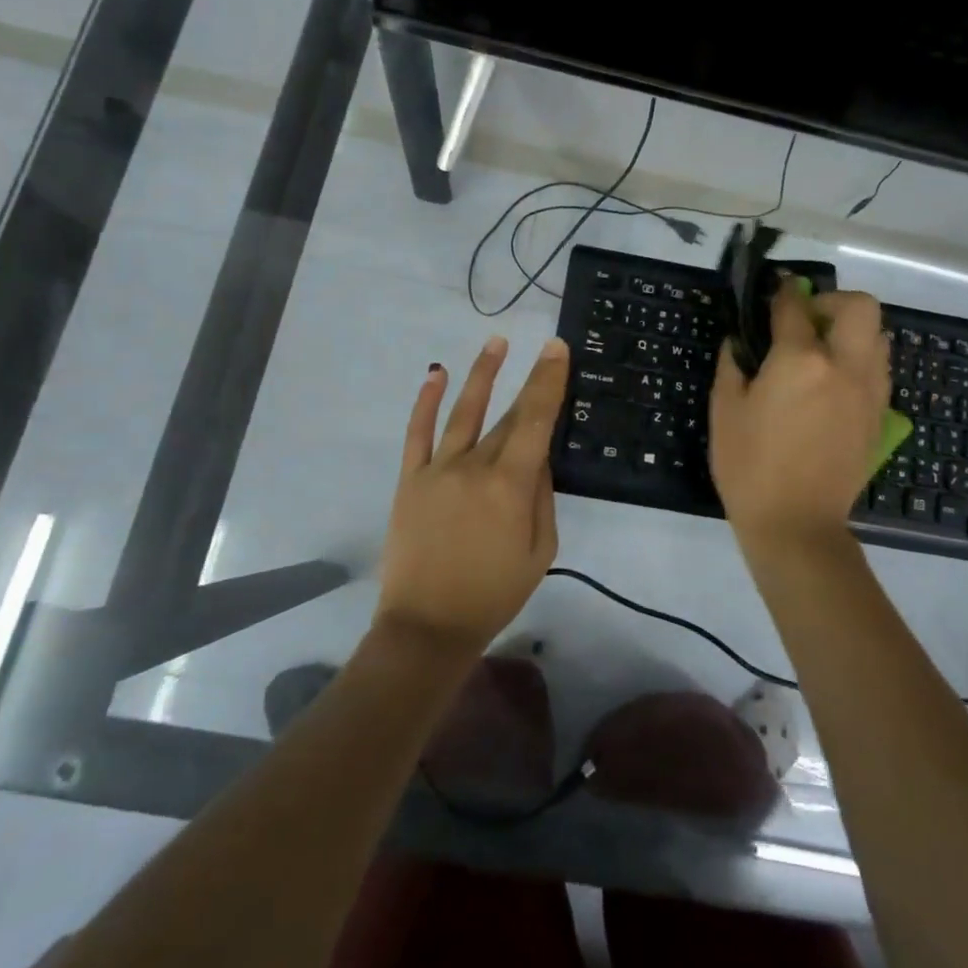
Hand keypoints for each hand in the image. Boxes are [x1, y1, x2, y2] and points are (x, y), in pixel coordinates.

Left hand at [375, 335, 569, 655]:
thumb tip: (539, 459)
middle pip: (507, 416)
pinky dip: (426, 401)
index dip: (548, 382)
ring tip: (495, 342)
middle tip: (543, 349)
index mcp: (510, 486)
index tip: (557, 349)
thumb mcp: (540, 551)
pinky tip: (436, 374)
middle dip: (529, 381)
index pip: (535, 421)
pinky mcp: (411, 479)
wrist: (428, 625)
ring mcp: (438, 469)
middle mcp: (474, 466)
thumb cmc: (494, 593)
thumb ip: (542, 498)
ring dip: (481, 374)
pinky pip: (418, 433)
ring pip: (463, 411)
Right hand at [709, 283, 889, 543]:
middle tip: (807, 321)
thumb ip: (733, 365)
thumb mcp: (725, 411)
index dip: (782, 291)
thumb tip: (738, 341)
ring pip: (878, 336)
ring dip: (852, 330)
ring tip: (822, 351)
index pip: (795, 307)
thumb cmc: (749, 466)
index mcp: (800, 361)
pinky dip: (861, 359)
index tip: (775, 288)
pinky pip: (879, 368)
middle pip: (859, 306)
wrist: (796, 524)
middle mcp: (844, 366)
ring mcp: (868, 391)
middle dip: (832, 301)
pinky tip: (834, 382)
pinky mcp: (878, 415)